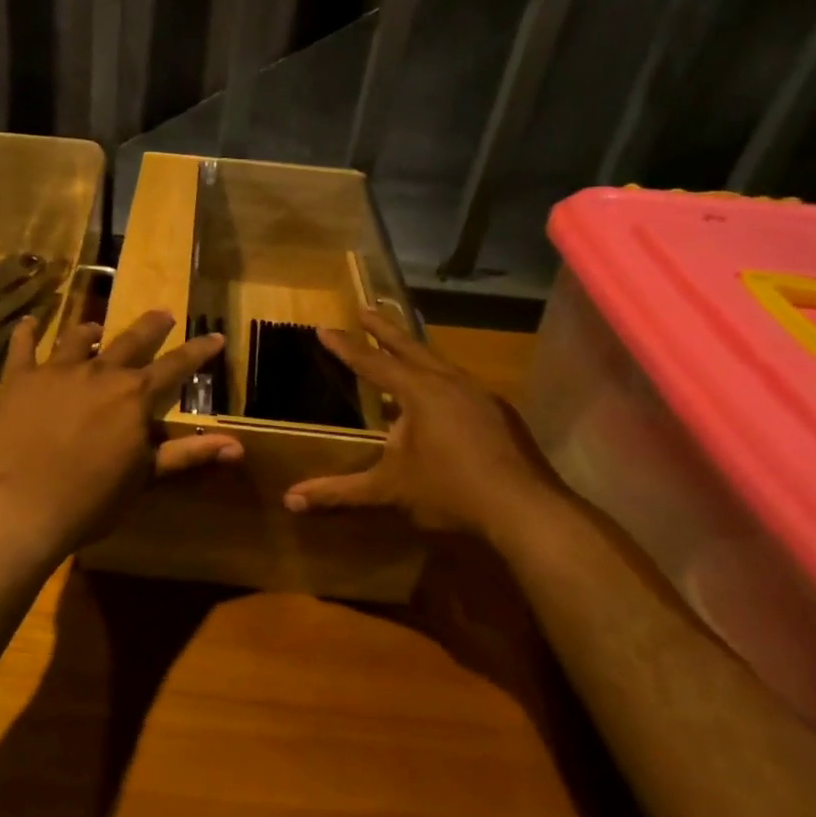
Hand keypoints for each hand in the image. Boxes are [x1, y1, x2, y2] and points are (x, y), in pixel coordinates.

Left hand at [0, 309, 242, 558]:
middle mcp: (100, 372)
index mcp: (134, 395)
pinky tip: (30, 322)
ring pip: (78, 338)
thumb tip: (238, 446)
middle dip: (151, 326)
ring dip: (91, 331)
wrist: (23, 506)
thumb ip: (189, 454)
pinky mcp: (19, 379)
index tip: (215, 335)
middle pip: (131, 340)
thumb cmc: (92, 499)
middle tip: (163, 314)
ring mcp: (56, 371)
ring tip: (95, 328)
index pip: (176, 366)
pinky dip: (27, 332)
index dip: (198, 351)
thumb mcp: (145, 477)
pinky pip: (23, 346)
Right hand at [283, 309, 559, 537]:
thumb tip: (290, 500)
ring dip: (415, 353)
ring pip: (439, 363)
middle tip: (364, 308)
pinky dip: (440, 379)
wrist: (525, 508)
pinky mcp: (499, 413)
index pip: (372, 364)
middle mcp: (449, 382)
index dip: (345, 347)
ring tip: (401, 350)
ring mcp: (479, 395)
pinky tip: (439, 397)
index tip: (324, 327)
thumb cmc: (450, 491)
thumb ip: (339, 492)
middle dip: (383, 329)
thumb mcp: (389, 489)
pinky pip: (459, 384)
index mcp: (419, 392)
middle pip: (410, 347)